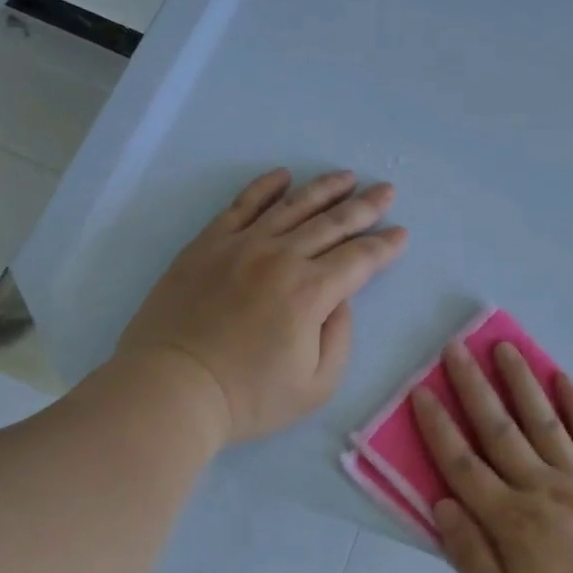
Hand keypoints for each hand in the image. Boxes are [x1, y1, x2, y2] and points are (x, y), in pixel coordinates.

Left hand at [117, 168, 405, 443]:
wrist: (172, 388)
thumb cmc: (248, 396)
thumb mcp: (316, 385)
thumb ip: (340, 337)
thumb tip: (340, 300)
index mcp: (311, 292)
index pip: (359, 259)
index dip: (385, 245)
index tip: (401, 233)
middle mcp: (281, 257)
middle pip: (333, 223)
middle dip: (365, 206)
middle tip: (386, 190)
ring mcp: (242, 245)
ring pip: (292, 206)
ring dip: (324, 188)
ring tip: (346, 176)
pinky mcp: (208, 244)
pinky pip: (241, 204)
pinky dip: (265, 187)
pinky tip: (283, 176)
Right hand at [413, 340, 572, 572]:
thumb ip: (472, 558)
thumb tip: (442, 504)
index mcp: (512, 523)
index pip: (463, 465)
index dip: (439, 427)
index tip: (423, 391)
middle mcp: (543, 490)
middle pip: (499, 429)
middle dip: (473, 387)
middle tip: (456, 348)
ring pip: (543, 421)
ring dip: (521, 382)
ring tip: (504, 347)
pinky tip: (563, 379)